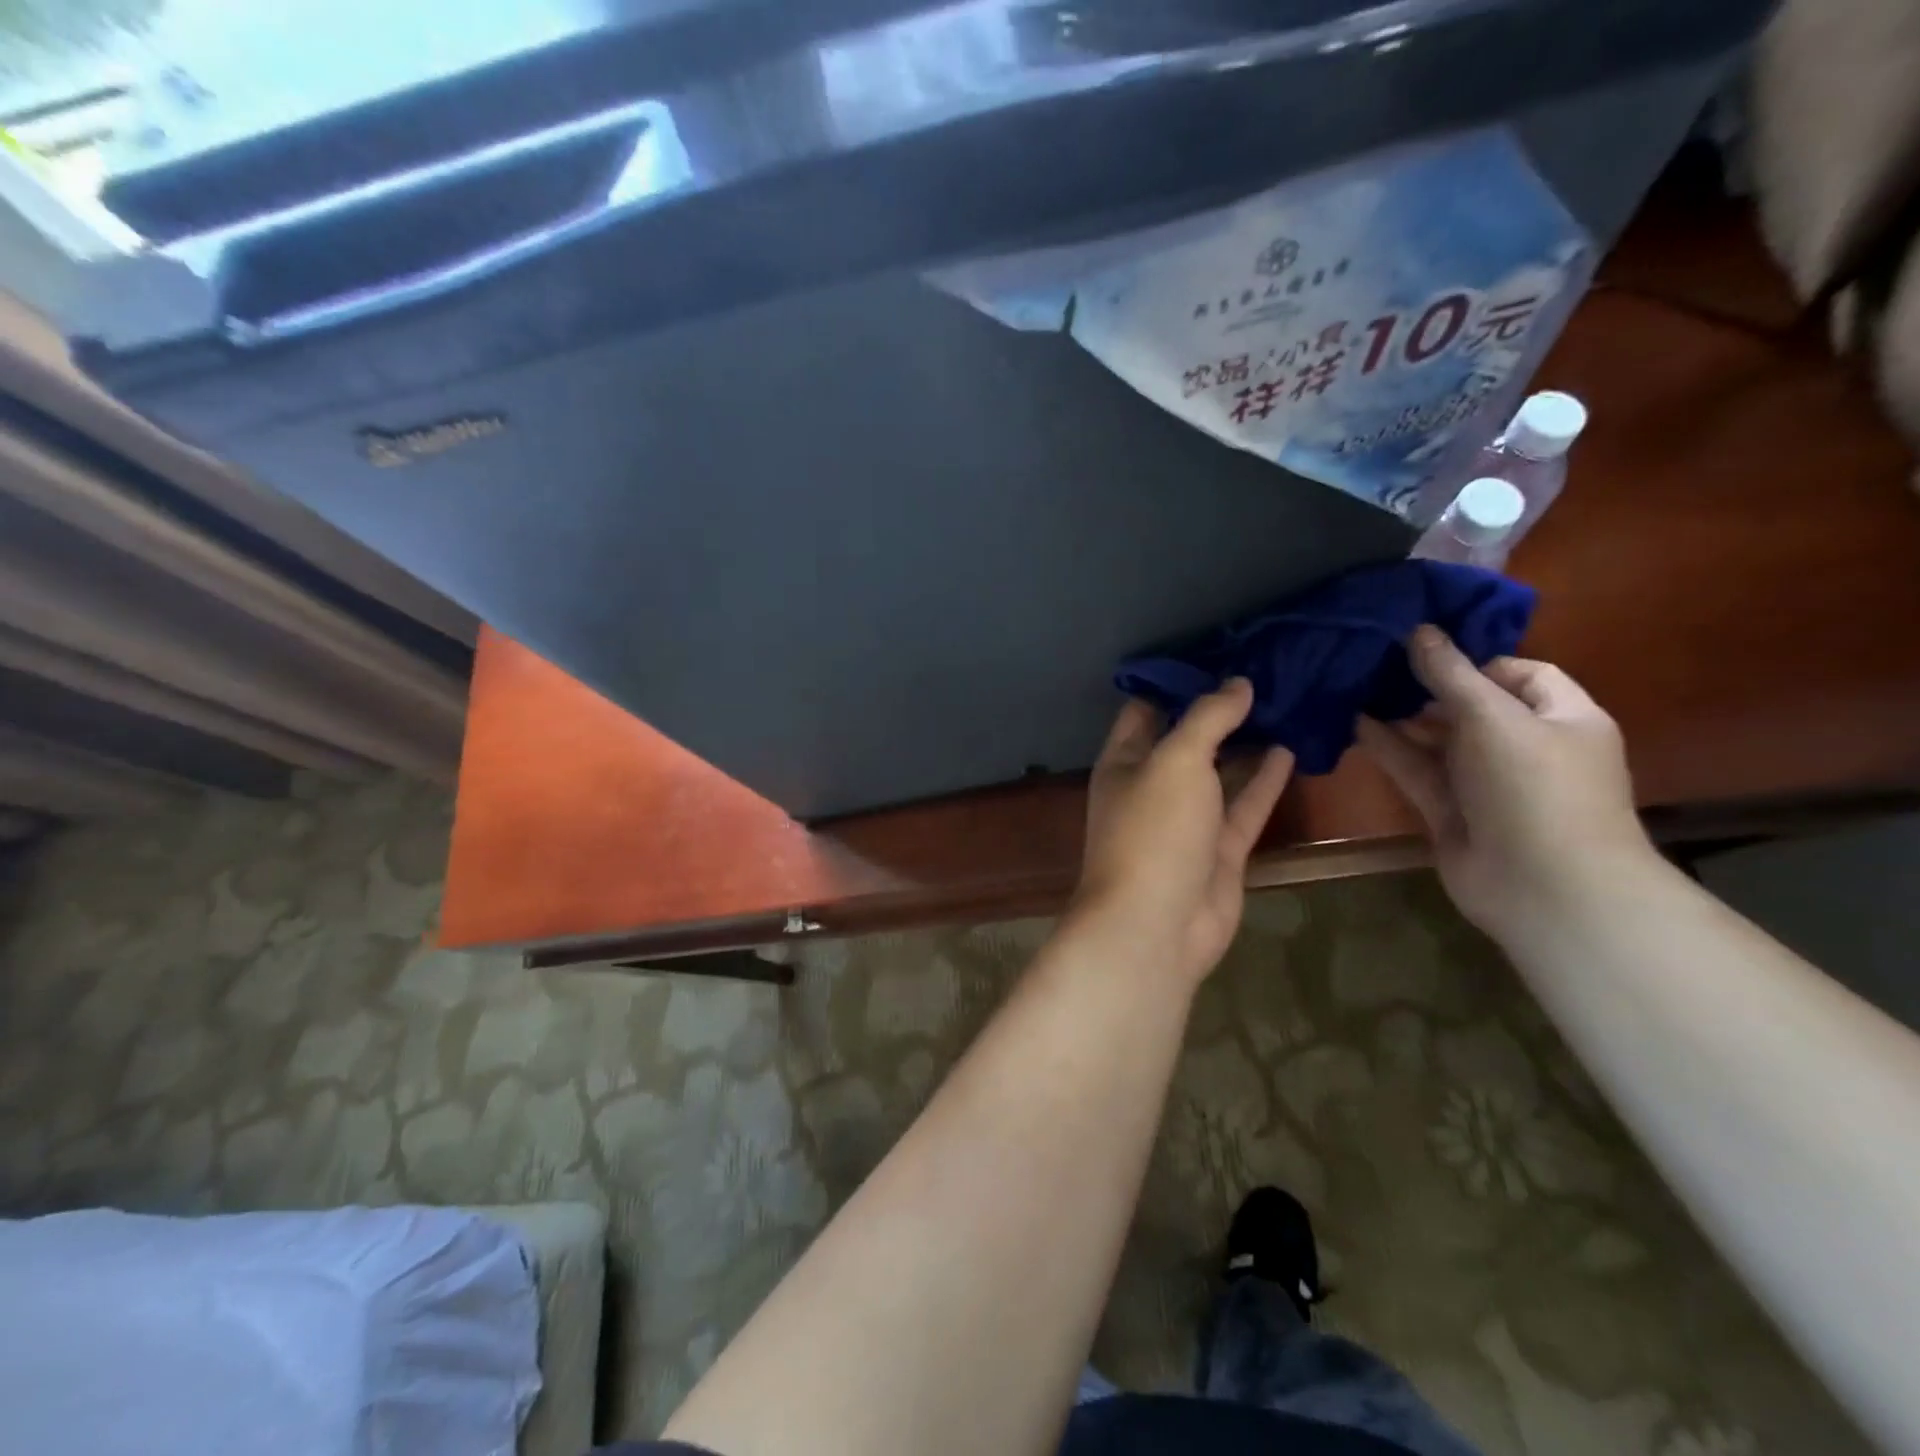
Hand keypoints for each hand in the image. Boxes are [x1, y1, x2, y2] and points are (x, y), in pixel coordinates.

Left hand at [1072, 679, 1294, 986]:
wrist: (1156, 926)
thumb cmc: (1153, 831)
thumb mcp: (1176, 760)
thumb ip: (1207, 719)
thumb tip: (1237, 683)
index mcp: (1124, 762)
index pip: (1145, 709)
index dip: (1176, 681)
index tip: (1216, 651)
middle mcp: (1152, 786)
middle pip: (1187, 738)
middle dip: (1218, 709)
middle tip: (1264, 670)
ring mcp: (1187, 820)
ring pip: (1220, 772)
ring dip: (1245, 742)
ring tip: (1285, 701)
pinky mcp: (1219, 850)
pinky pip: (1245, 806)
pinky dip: (1265, 779)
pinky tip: (1291, 747)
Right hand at [1356, 626, 1651, 941]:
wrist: (1544, 887)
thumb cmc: (1534, 788)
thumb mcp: (1492, 718)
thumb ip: (1450, 674)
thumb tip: (1418, 630)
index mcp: (1561, 717)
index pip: (1522, 673)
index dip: (1475, 658)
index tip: (1423, 650)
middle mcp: (1525, 746)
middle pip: (1472, 705)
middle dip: (1427, 686)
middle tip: (1375, 664)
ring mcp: (1485, 782)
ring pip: (1438, 739)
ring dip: (1401, 717)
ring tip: (1354, 688)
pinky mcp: (1450, 810)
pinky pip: (1417, 770)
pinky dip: (1389, 748)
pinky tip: (1353, 724)